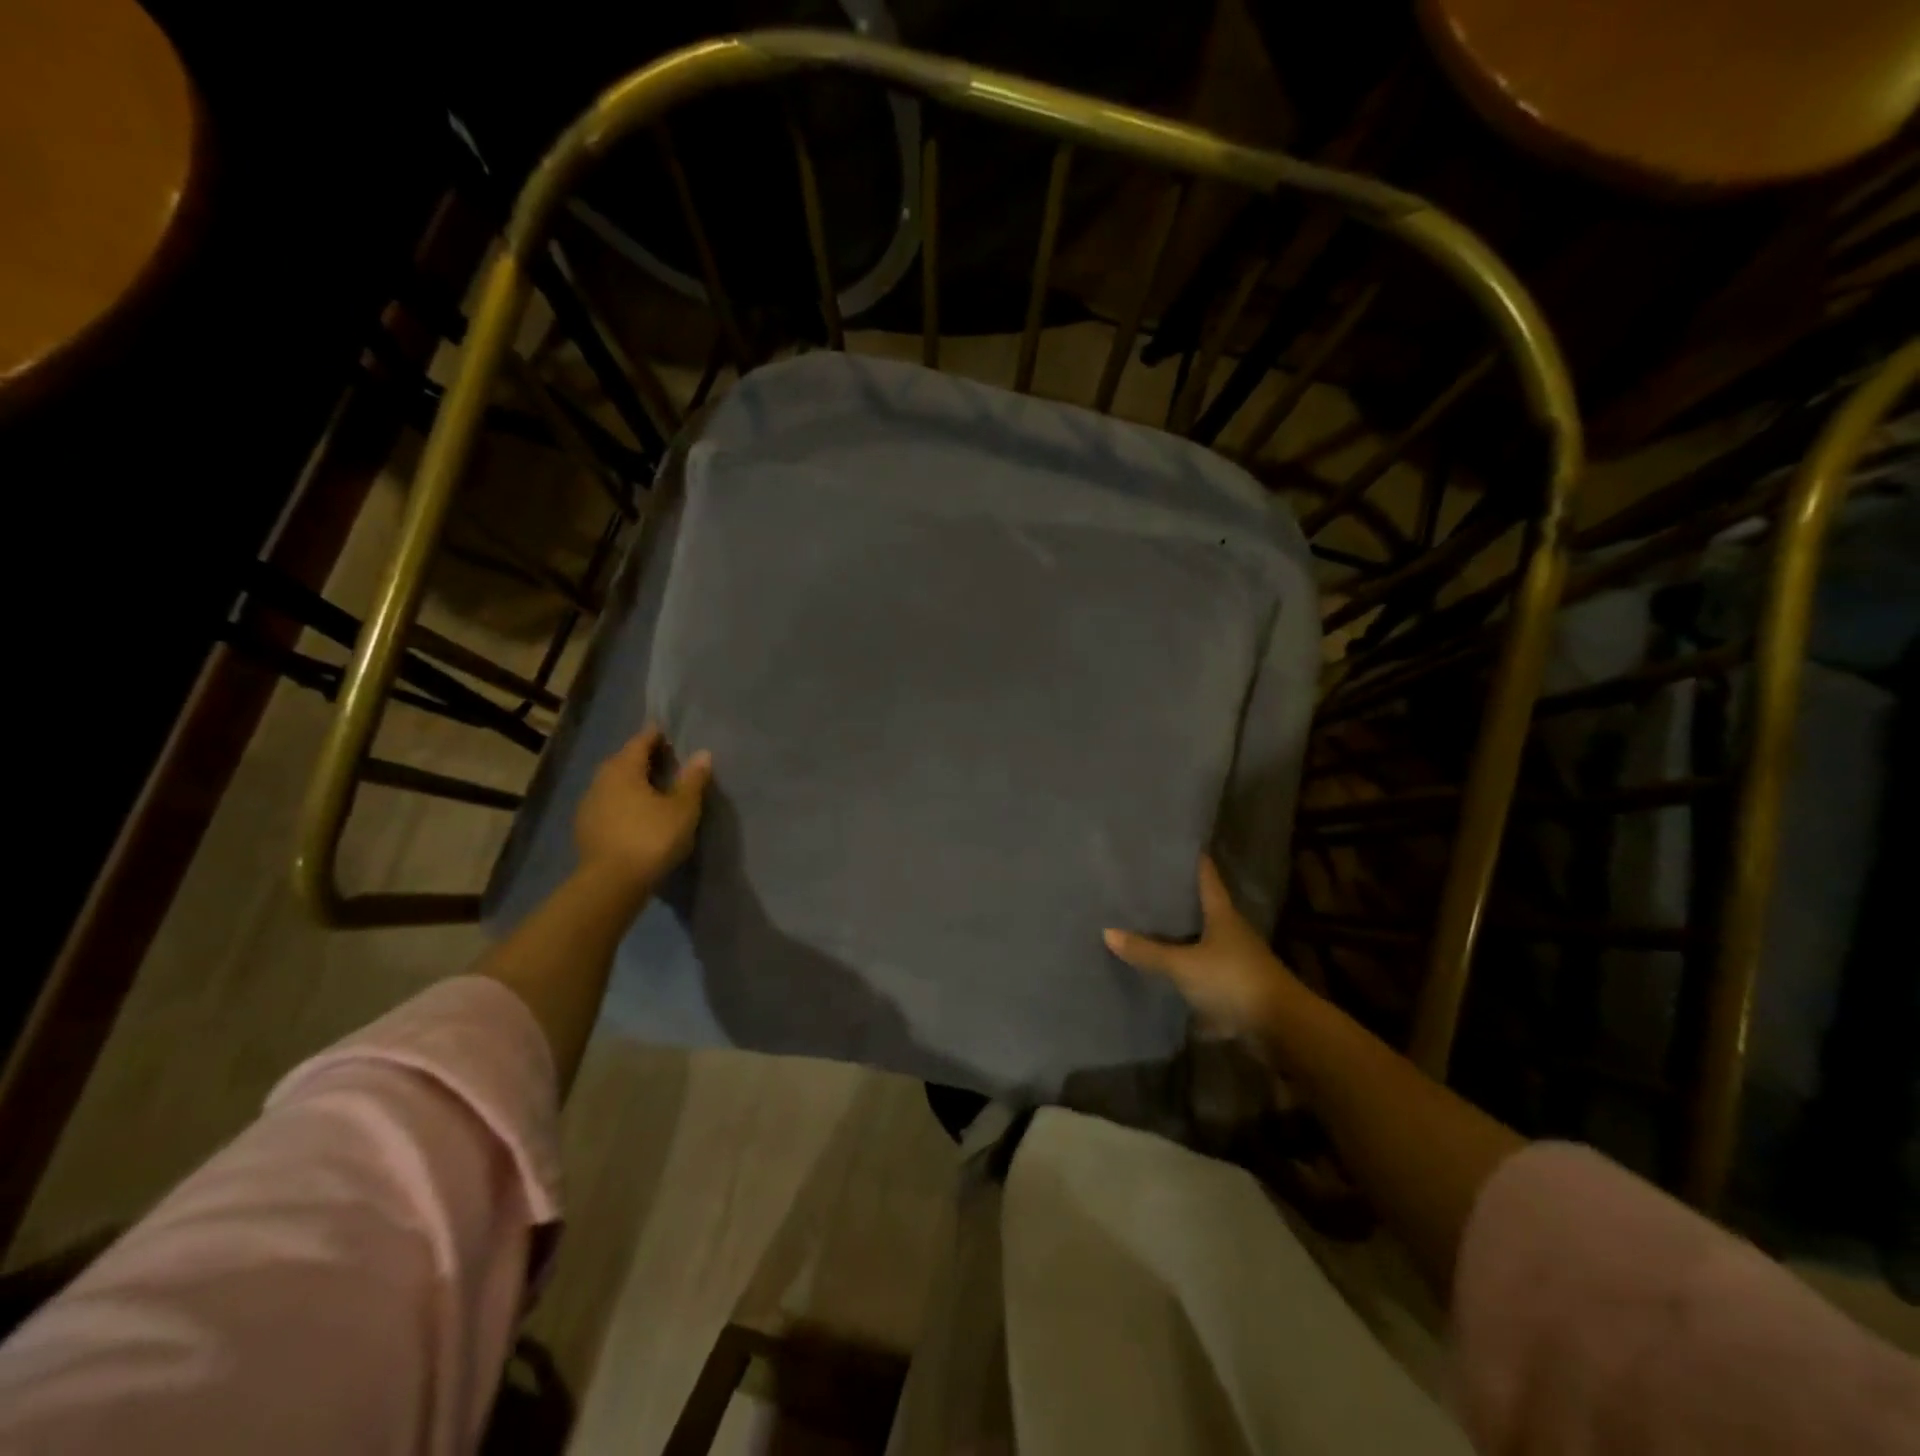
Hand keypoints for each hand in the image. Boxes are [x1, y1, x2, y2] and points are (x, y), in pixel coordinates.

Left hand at [573, 726, 712, 892]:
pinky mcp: (585, 828)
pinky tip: (634, 813)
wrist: (611, 883)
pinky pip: (607, 804)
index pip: (640, 742)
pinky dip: (622, 801)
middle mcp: (601, 781)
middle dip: (640, 757)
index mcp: (624, 769)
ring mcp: (589, 805)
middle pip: (622, 761)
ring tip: (651, 787)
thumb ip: (692, 780)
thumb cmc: (651, 837)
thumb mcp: (683, 809)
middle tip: (663, 759)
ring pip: (612, 783)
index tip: (666, 733)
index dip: (654, 736)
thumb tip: (702, 754)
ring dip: (630, 781)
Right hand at [1104, 856, 1298, 1035]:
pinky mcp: (1234, 989)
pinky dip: (1185, 973)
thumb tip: (1107, 932)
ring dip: (1180, 938)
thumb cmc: (1233, 981)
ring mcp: (1235, 962)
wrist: (1280, 1028)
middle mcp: (1231, 933)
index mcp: (1223, 915)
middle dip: (1178, 900)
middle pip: (1203, 910)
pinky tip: (1162, 974)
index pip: (1207, 878)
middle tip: (1145, 887)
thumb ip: (1147, 952)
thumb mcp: (1184, 966)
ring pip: (1202, 942)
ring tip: (1146, 928)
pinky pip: (1202, 974)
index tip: (1174, 846)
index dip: (1193, 861)